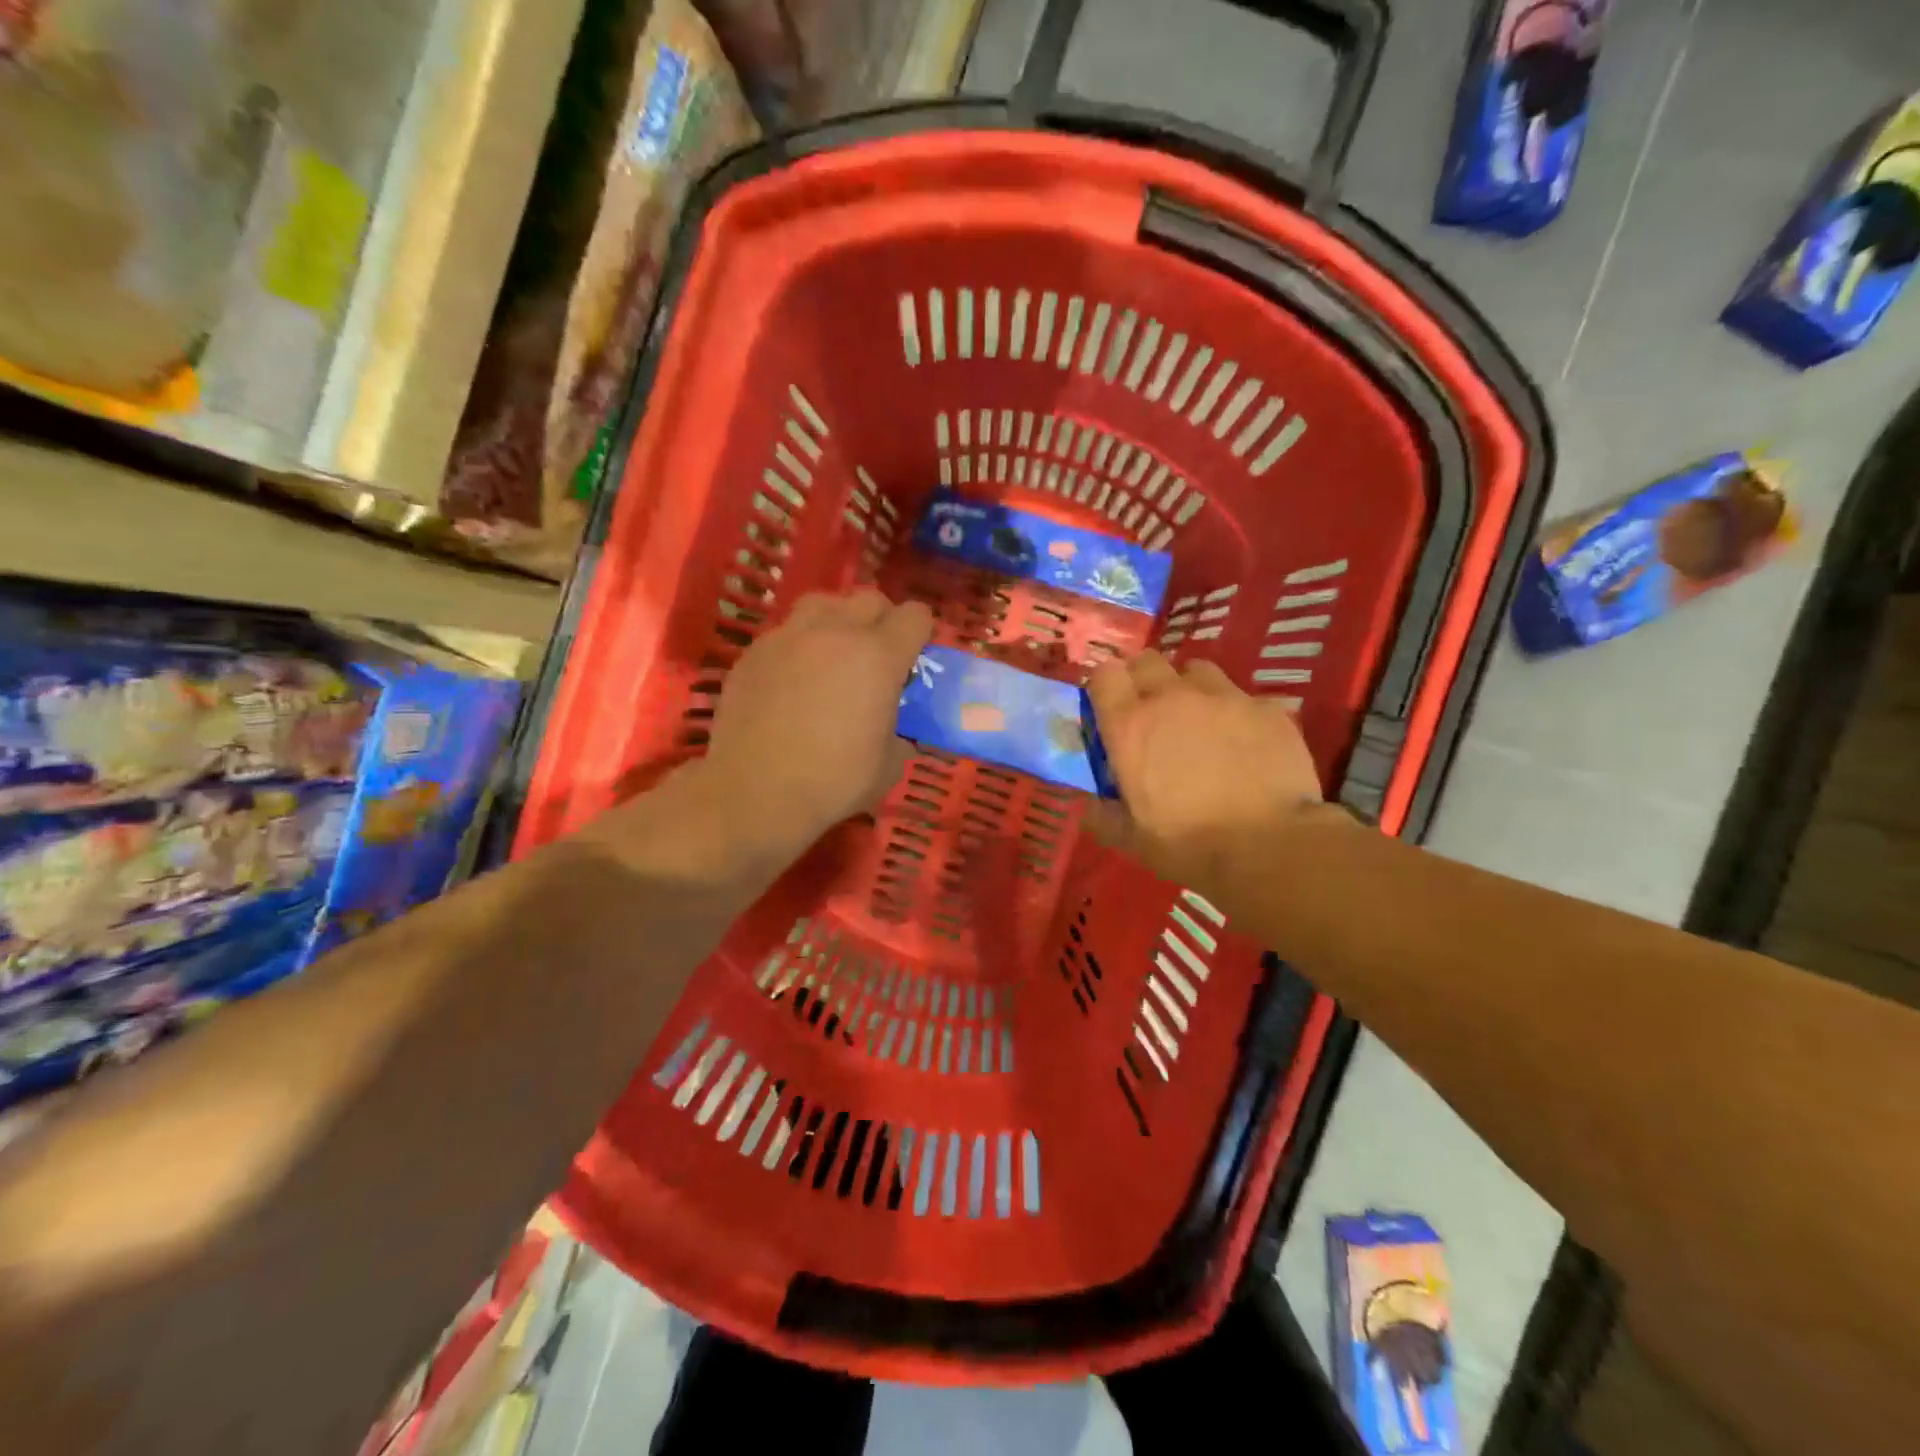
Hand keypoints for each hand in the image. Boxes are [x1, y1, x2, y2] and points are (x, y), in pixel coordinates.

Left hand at [701, 589, 932, 856]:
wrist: (754, 791)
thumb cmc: (833, 781)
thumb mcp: (888, 766)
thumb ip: (899, 735)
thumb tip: (896, 732)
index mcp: (880, 656)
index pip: (915, 615)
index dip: (920, 633)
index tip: (914, 657)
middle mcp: (836, 633)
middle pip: (870, 598)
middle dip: (881, 620)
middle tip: (876, 655)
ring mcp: (790, 636)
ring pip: (822, 602)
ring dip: (837, 619)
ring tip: (832, 652)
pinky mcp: (754, 651)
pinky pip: (785, 630)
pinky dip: (798, 644)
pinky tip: (792, 677)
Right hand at [1084, 652, 1326, 892]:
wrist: (1270, 846)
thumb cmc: (1189, 845)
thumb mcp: (1132, 840)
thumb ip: (1103, 816)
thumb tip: (1088, 806)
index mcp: (1130, 726)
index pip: (1104, 675)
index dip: (1105, 687)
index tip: (1109, 707)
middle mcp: (1172, 698)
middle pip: (1147, 660)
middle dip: (1144, 678)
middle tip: (1151, 711)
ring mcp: (1223, 697)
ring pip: (1197, 670)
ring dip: (1190, 688)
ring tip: (1200, 718)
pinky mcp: (1267, 708)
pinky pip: (1245, 697)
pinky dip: (1238, 713)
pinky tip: (1247, 741)